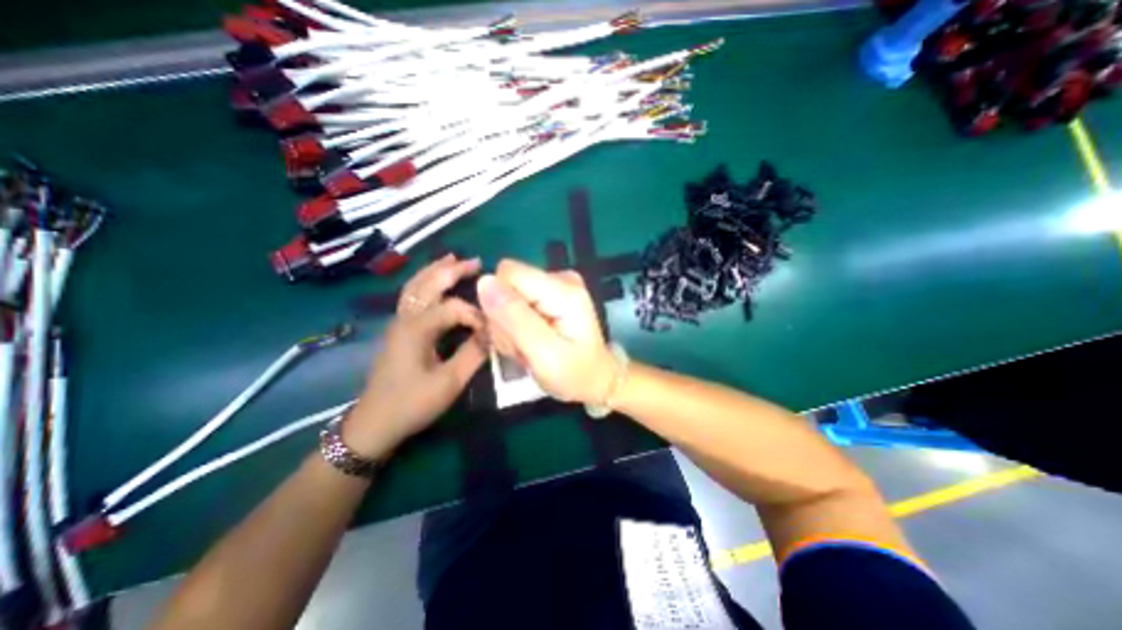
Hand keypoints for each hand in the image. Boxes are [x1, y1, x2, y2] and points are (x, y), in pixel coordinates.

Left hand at [347, 255, 487, 457]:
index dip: (477, 314)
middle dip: (452, 270)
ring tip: (454, 259)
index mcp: (417, 328)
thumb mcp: (450, 382)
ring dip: (435, 270)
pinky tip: (435, 281)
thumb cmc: (412, 403)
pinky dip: (425, 282)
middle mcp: (405, 318)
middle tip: (476, 262)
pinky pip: (412, 296)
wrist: (374, 424)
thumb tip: (494, 333)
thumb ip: (474, 353)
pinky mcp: (399, 329)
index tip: (493, 330)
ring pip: (416, 286)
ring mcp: (399, 322)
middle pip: (428, 283)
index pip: (454, 307)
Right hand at [472, 257, 613, 403]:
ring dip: (509, 327)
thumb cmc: (574, 373)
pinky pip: (515, 304)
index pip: (507, 274)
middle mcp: (559, 278)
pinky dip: (515, 326)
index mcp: (562, 289)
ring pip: (506, 297)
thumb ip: (514, 318)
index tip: (512, 333)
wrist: (596, 379)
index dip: (499, 304)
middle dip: (504, 320)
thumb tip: (484, 281)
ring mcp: (554, 285)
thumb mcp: (543, 353)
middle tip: (523, 347)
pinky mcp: (548, 295)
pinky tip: (530, 341)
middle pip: (506, 285)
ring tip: (528, 347)